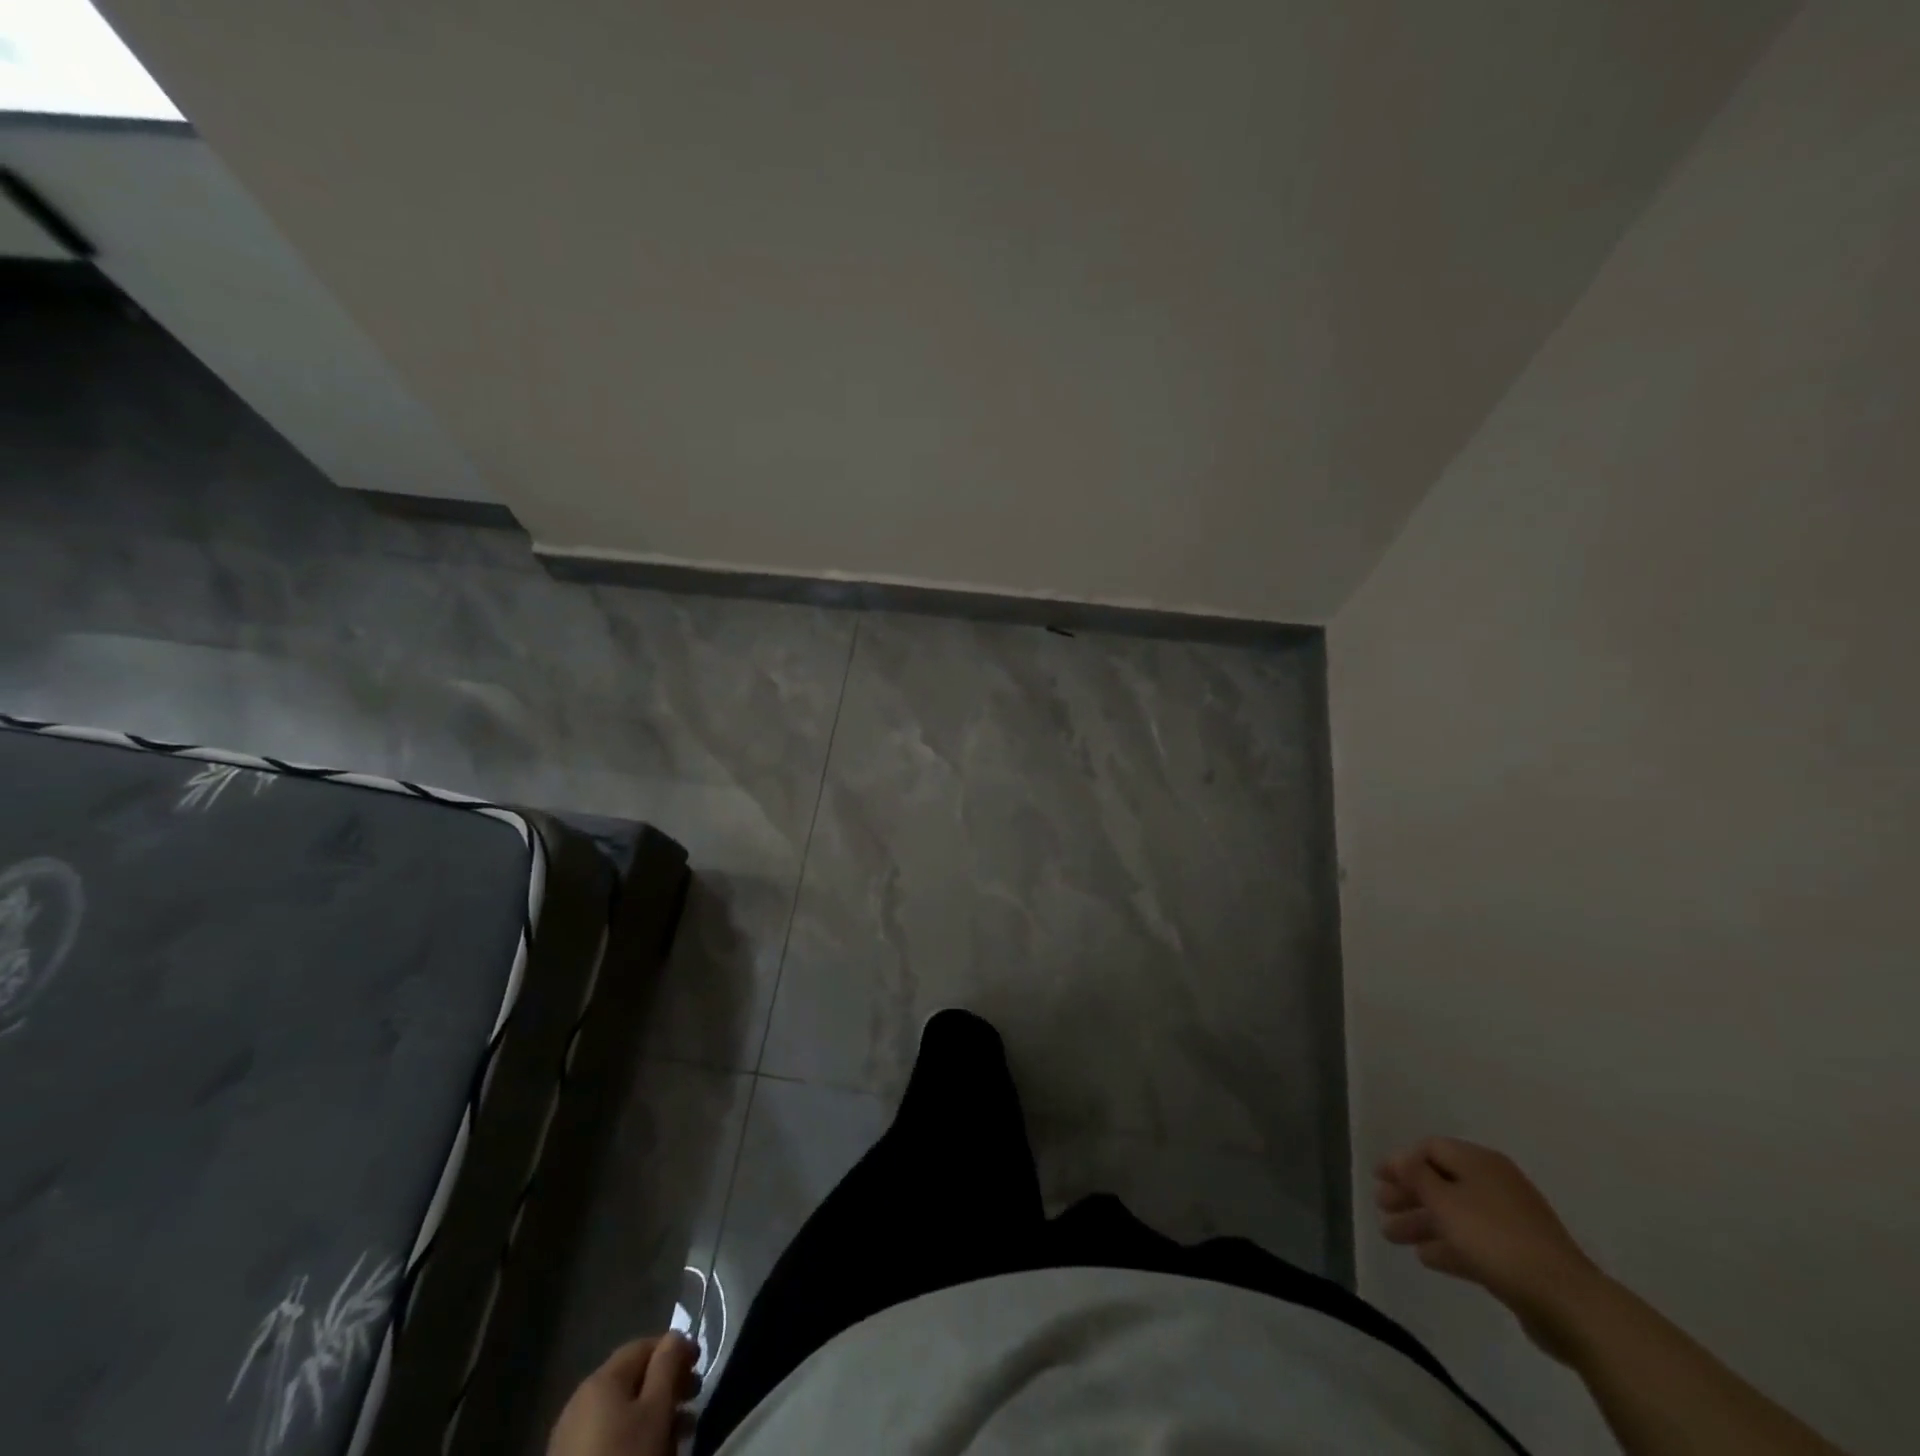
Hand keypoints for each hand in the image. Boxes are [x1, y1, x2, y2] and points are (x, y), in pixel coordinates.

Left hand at [548, 1333, 699, 1455]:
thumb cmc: (626, 1455)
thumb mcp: (657, 1409)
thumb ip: (668, 1364)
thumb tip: (675, 1336)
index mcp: (601, 1378)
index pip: (644, 1345)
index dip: (675, 1349)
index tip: (698, 1365)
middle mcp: (581, 1398)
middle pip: (633, 1378)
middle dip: (667, 1384)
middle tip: (693, 1399)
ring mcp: (570, 1434)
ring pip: (622, 1410)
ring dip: (653, 1413)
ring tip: (678, 1432)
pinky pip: (608, 1434)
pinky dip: (631, 1435)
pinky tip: (647, 1450)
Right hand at [1376, 1137, 1600, 1358]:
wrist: (1567, 1302)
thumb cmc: (1496, 1239)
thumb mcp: (1446, 1202)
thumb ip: (1416, 1176)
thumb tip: (1399, 1158)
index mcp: (1480, 1163)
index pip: (1431, 1149)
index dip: (1401, 1161)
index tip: (1378, 1178)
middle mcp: (1494, 1184)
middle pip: (1441, 1181)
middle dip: (1408, 1194)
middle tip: (1381, 1207)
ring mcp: (1509, 1221)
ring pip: (1454, 1214)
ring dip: (1422, 1222)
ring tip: (1392, 1236)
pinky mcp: (1518, 1256)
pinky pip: (1473, 1241)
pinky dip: (1448, 1245)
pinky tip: (1426, 1258)